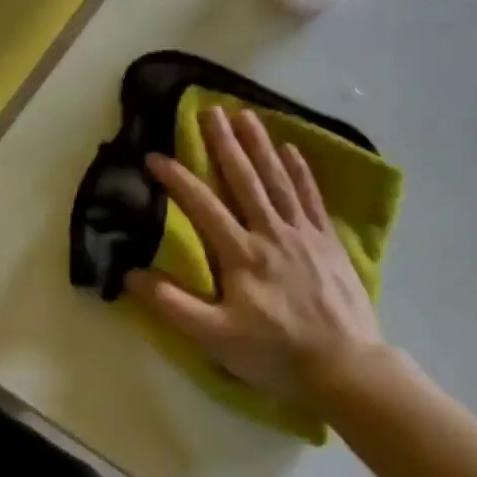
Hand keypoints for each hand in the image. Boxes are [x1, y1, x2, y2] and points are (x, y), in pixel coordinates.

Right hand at [125, 106, 381, 407]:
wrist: (345, 367)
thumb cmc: (275, 354)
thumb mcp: (214, 337)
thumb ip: (172, 305)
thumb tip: (131, 274)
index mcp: (241, 255)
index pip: (203, 206)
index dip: (177, 179)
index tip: (155, 156)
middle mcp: (271, 233)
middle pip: (244, 180)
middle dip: (224, 143)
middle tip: (209, 109)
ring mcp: (304, 234)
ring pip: (278, 180)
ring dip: (260, 146)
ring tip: (246, 115)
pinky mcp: (329, 242)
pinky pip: (311, 197)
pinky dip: (301, 172)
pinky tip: (292, 150)